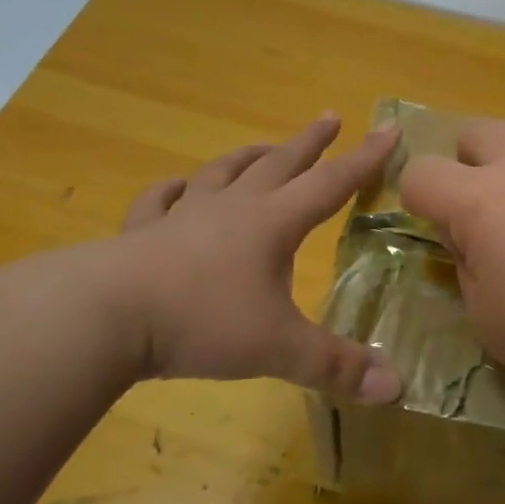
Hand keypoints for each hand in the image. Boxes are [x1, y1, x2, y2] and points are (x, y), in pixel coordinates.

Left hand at [115, 114, 403, 402]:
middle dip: (309, 143)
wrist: (108, 316)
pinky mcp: (142, 233)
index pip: (331, 184)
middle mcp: (232, 209)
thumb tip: (397, 387)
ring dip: (248, 158)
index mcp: (272, 225)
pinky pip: (160, 201)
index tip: (388, 127)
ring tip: (264, 146)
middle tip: (328, 116)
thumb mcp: (278, 348)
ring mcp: (184, 216)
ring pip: (223, 173)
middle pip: (279, 165)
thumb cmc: (202, 322)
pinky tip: (176, 186)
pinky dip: (172, 190)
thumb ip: (337, 366)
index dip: (364, 158)